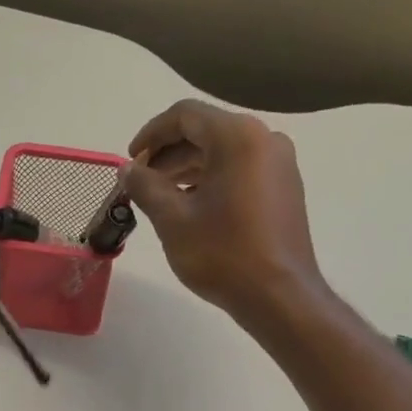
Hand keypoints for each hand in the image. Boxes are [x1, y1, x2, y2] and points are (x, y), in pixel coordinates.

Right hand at [122, 99, 324, 325]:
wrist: (278, 295)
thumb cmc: (222, 253)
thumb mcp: (172, 219)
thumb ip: (145, 186)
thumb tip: (127, 169)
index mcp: (237, 137)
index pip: (185, 115)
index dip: (151, 134)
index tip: (130, 160)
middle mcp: (264, 139)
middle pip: (205, 131)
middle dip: (168, 153)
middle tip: (140, 182)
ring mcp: (279, 164)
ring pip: (222, 152)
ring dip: (187, 167)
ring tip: (159, 196)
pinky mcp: (283, 188)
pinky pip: (240, 169)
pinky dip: (211, 179)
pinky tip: (190, 206)